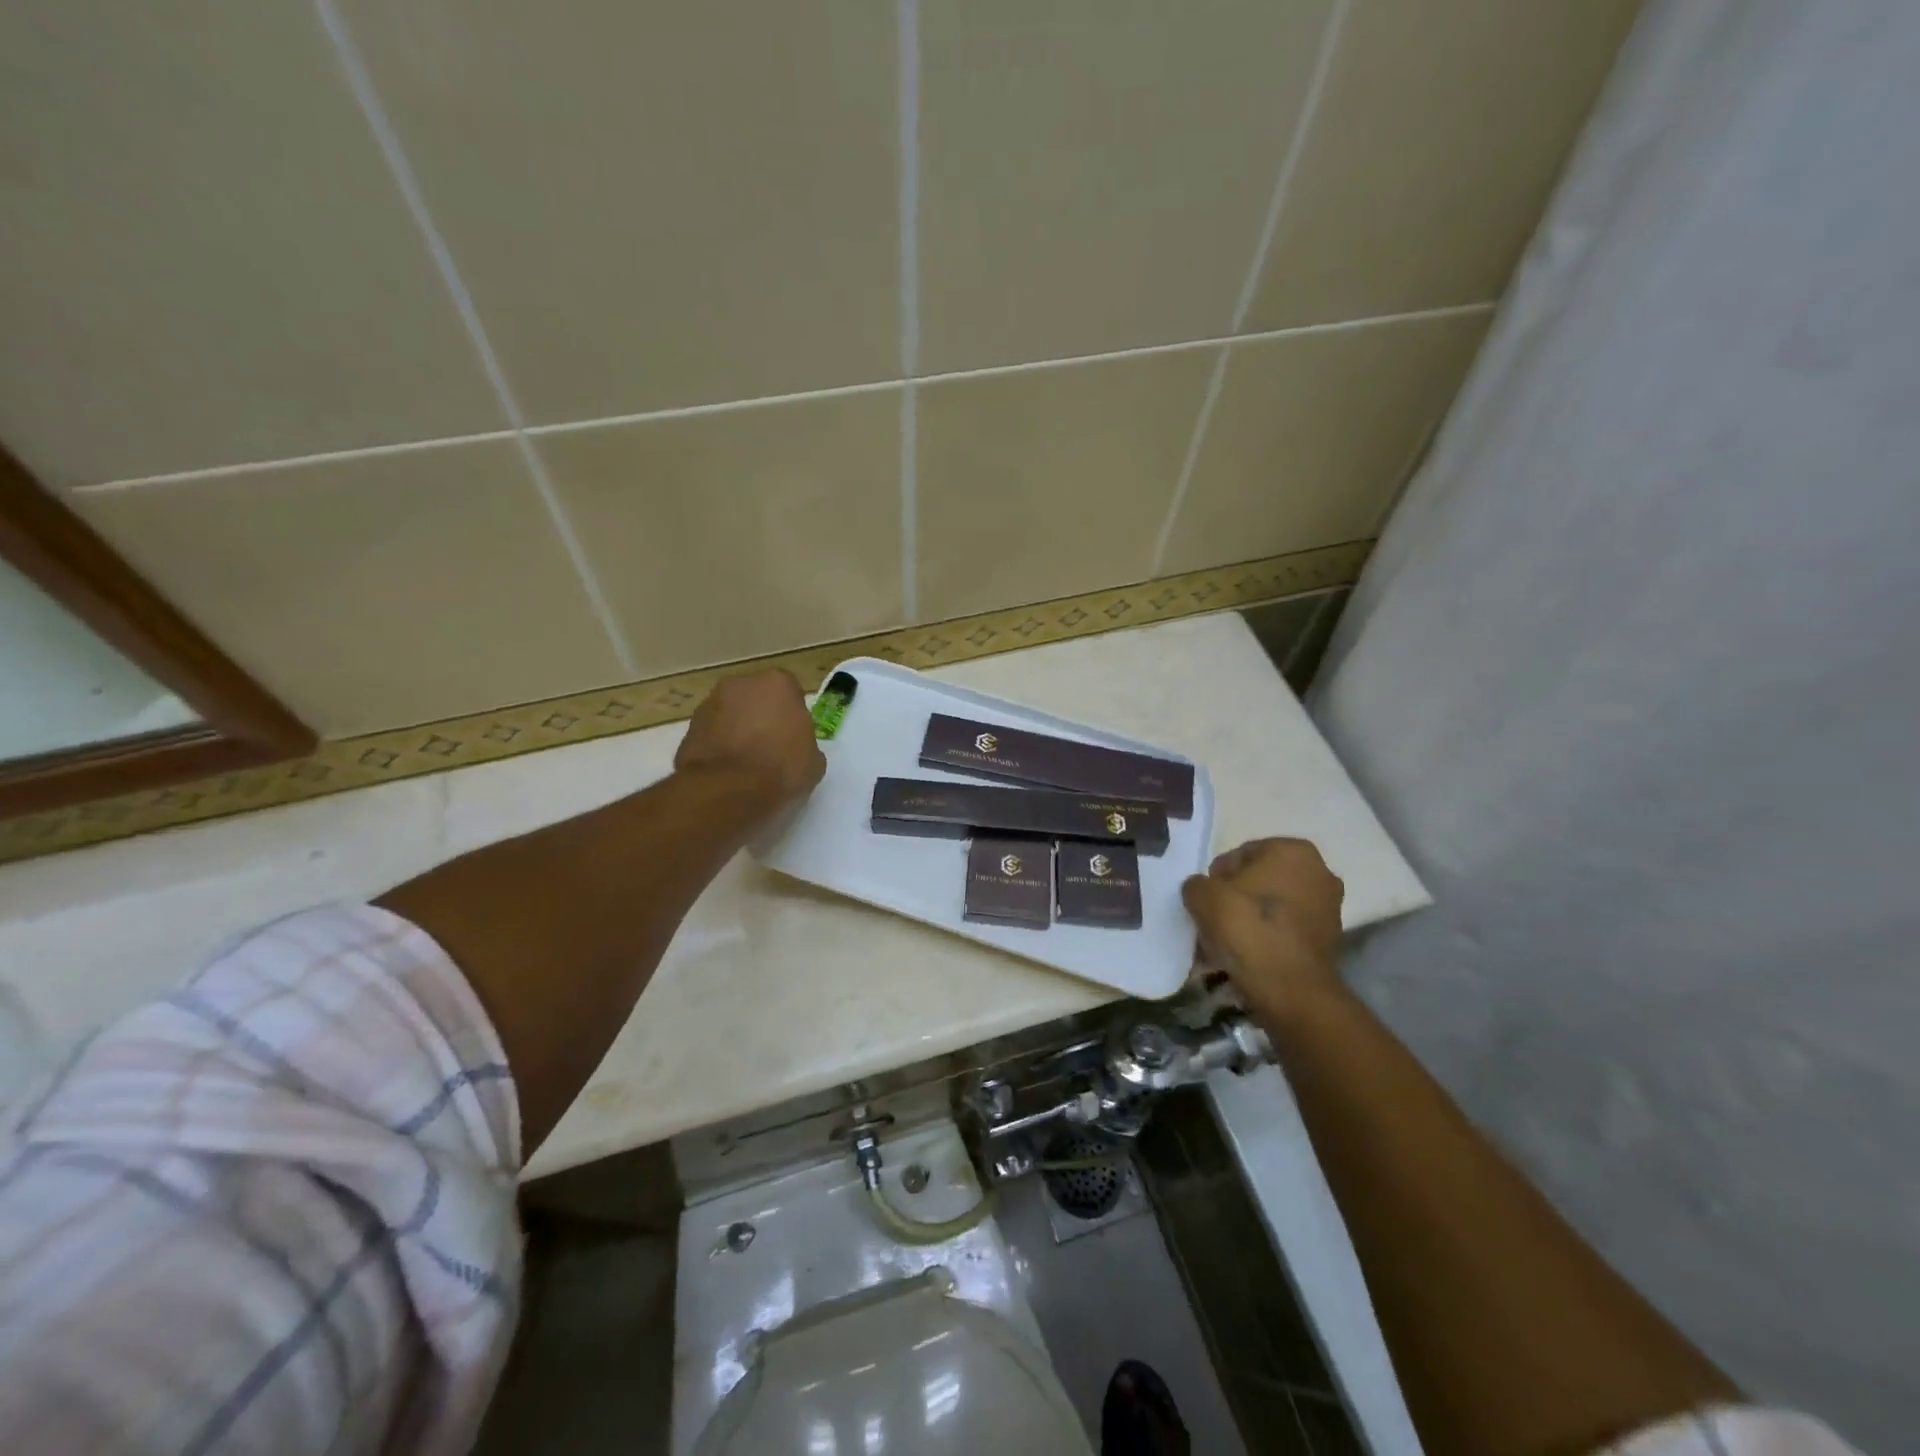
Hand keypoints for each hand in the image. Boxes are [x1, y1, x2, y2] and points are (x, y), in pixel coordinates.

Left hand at [674, 669, 825, 805]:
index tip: (794, 737)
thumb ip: (805, 743)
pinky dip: (718, 746)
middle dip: (762, 717)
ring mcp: (710, 703)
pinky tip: (727, 771)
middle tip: (770, 747)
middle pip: (756, 697)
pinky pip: (712, 734)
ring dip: (737, 730)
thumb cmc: (781, 768)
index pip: (790, 692)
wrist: (728, 790)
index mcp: (778, 683)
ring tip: (745, 763)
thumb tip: (795, 748)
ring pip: (731, 713)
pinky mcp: (689, 727)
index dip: (792, 715)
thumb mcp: (814, 761)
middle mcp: (741, 683)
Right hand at [1182, 838, 1345, 1017]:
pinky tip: (1248, 954)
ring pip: (1275, 904)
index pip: (1241, 854)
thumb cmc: (1248, 930)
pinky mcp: (1332, 938)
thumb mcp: (1203, 897)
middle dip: (1238, 895)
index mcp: (1292, 851)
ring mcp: (1330, 906)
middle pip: (1261, 878)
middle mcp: (1320, 871)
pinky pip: (1288, 927)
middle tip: (1215, 918)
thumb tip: (1203, 890)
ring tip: (1229, 940)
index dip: (1218, 877)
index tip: (1206, 900)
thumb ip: (1196, 884)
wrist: (1291, 991)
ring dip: (1252, 916)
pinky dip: (1269, 935)